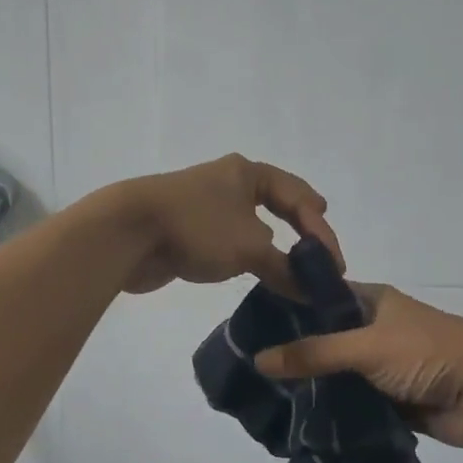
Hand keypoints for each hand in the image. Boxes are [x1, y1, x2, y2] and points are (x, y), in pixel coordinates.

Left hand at [110, 154, 341, 296]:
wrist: (128, 232)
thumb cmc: (197, 227)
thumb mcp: (249, 248)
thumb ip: (285, 268)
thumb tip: (311, 289)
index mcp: (248, 173)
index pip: (298, 196)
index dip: (321, 229)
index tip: (334, 262)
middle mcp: (229, 182)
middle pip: (276, 203)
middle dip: (300, 227)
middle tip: (320, 249)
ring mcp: (206, 205)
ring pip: (252, 223)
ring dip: (274, 245)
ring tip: (294, 266)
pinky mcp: (188, 228)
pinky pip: (230, 240)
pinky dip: (249, 255)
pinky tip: (256, 271)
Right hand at [253, 285, 462, 447]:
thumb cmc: (427, 353)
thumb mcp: (366, 346)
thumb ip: (314, 353)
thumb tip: (258, 359)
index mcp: (373, 302)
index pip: (322, 296)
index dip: (290, 306)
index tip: (251, 324)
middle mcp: (376, 330)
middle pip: (327, 340)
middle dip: (297, 356)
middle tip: (252, 371)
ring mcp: (385, 367)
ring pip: (340, 376)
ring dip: (316, 389)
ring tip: (269, 401)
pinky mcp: (394, 400)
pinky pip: (357, 405)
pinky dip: (337, 414)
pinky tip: (303, 424)